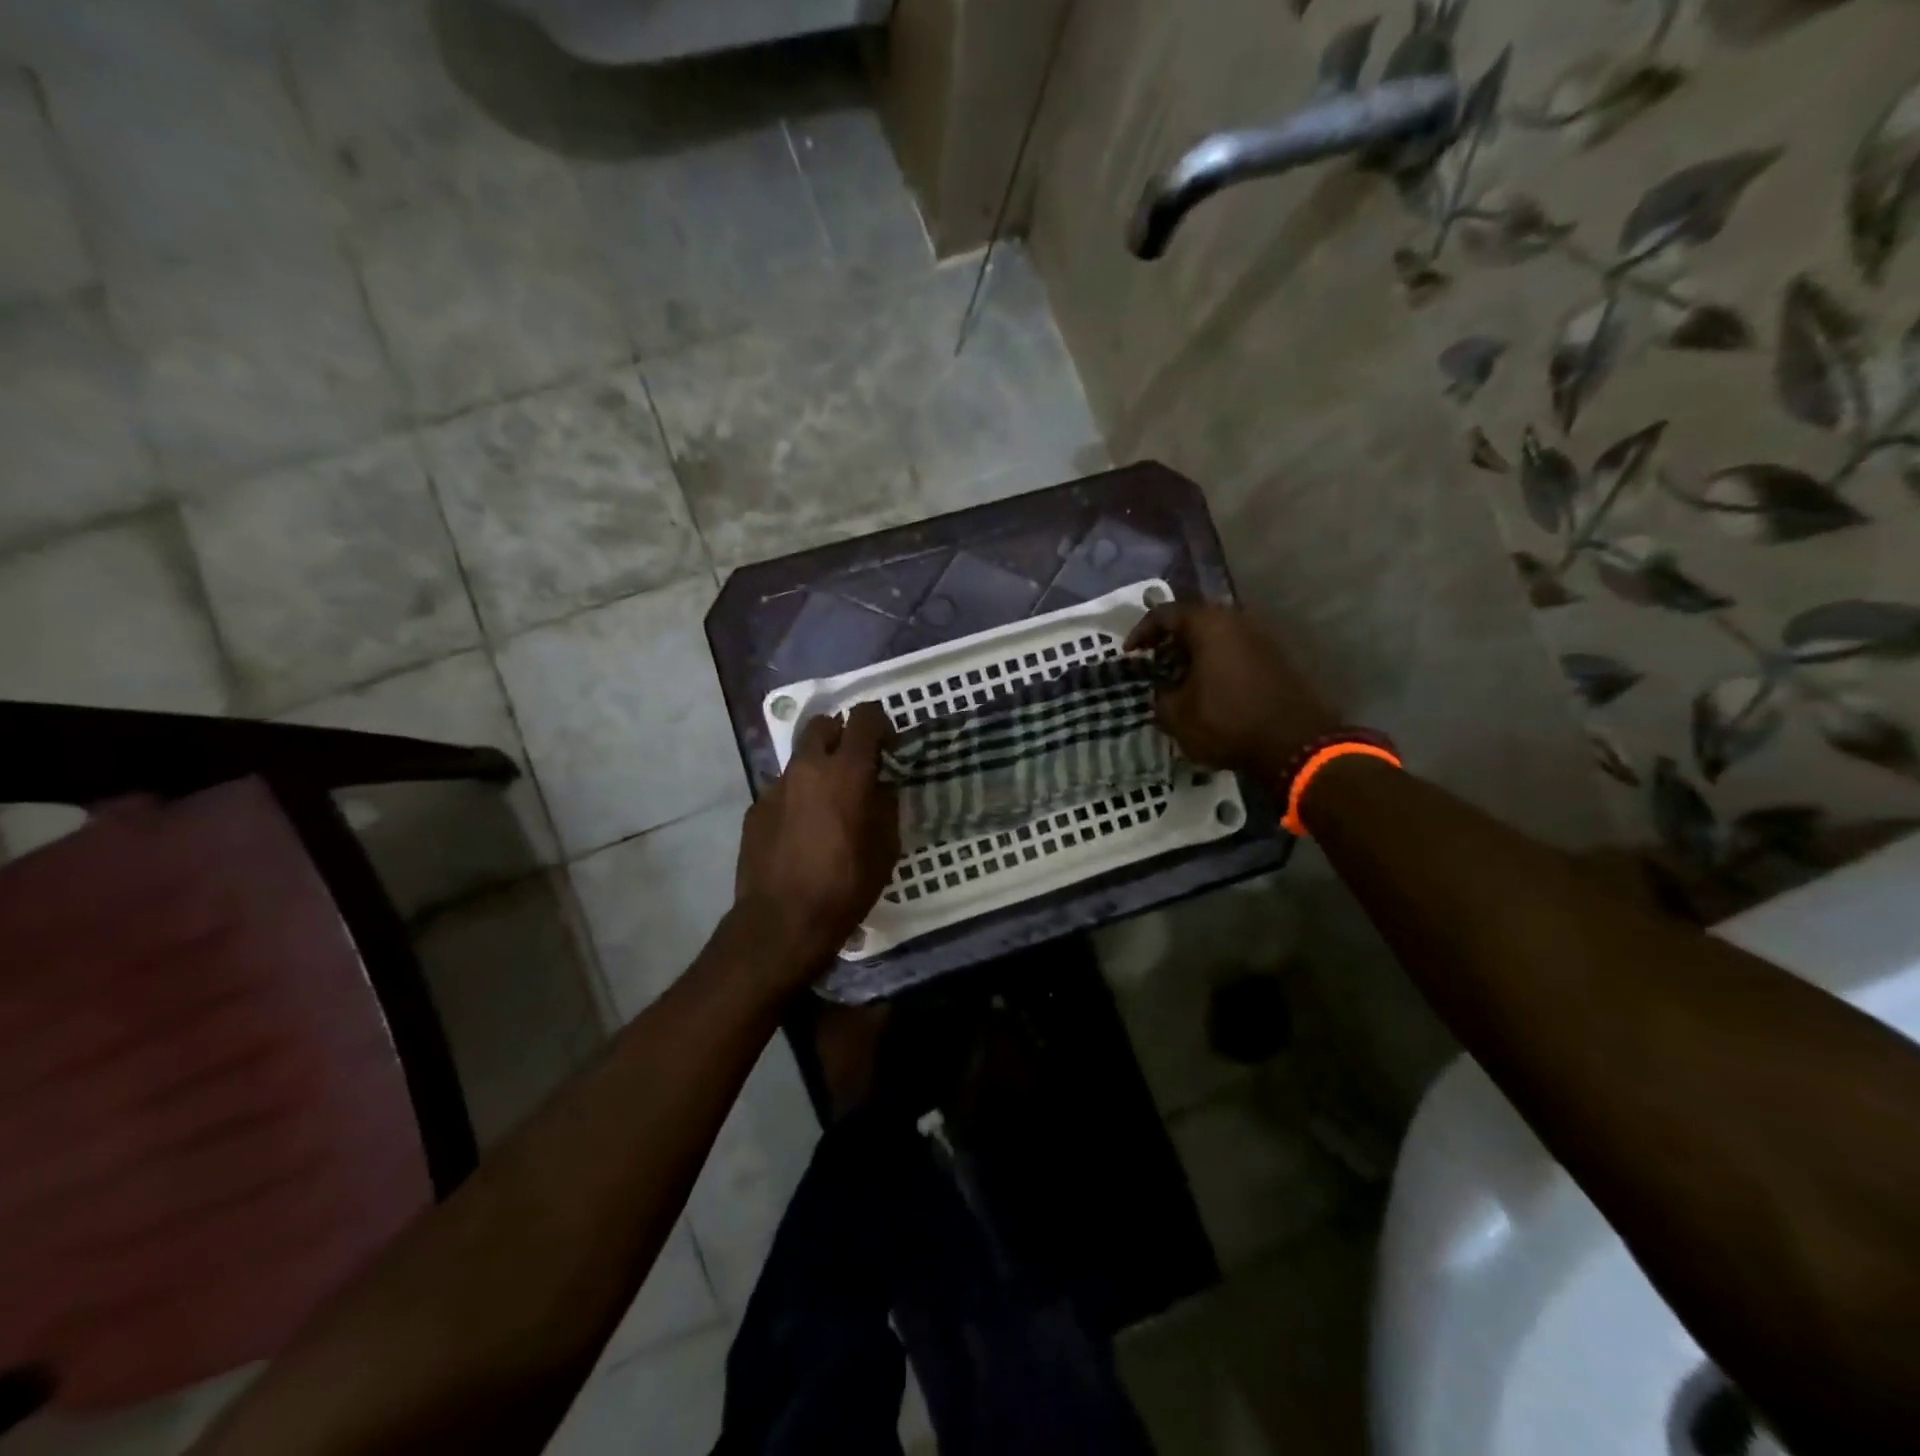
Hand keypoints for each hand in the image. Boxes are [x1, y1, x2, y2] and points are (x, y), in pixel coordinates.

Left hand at [734, 701, 899, 983]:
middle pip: (823, 725)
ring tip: (827, 805)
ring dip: (817, 769)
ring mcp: (775, 786)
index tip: (888, 747)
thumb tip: (881, 784)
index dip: (880, 723)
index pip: (865, 717)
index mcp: (846, 770)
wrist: (783, 920)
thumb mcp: (886, 846)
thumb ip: (885, 803)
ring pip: (800, 759)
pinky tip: (801, 832)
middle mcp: (807, 767)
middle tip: (854, 765)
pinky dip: (796, 798)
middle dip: (841, 735)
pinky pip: (782, 790)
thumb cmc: (846, 884)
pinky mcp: (755, 809)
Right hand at [1127, 602, 1338, 790]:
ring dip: (1193, 652)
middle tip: (1153, 663)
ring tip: (1178, 678)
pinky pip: (1234, 650)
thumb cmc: (1227, 722)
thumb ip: (1160, 695)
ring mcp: (1260, 637)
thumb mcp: (1177, 715)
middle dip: (1169, 641)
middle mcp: (1236, 621)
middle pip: (1193, 620)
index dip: (1141, 632)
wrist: (1294, 744)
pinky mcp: (1274, 658)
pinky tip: (1207, 688)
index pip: (1164, 613)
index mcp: (1208, 625)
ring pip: (1216, 635)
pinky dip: (1215, 662)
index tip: (1130, 653)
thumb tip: (1164, 689)